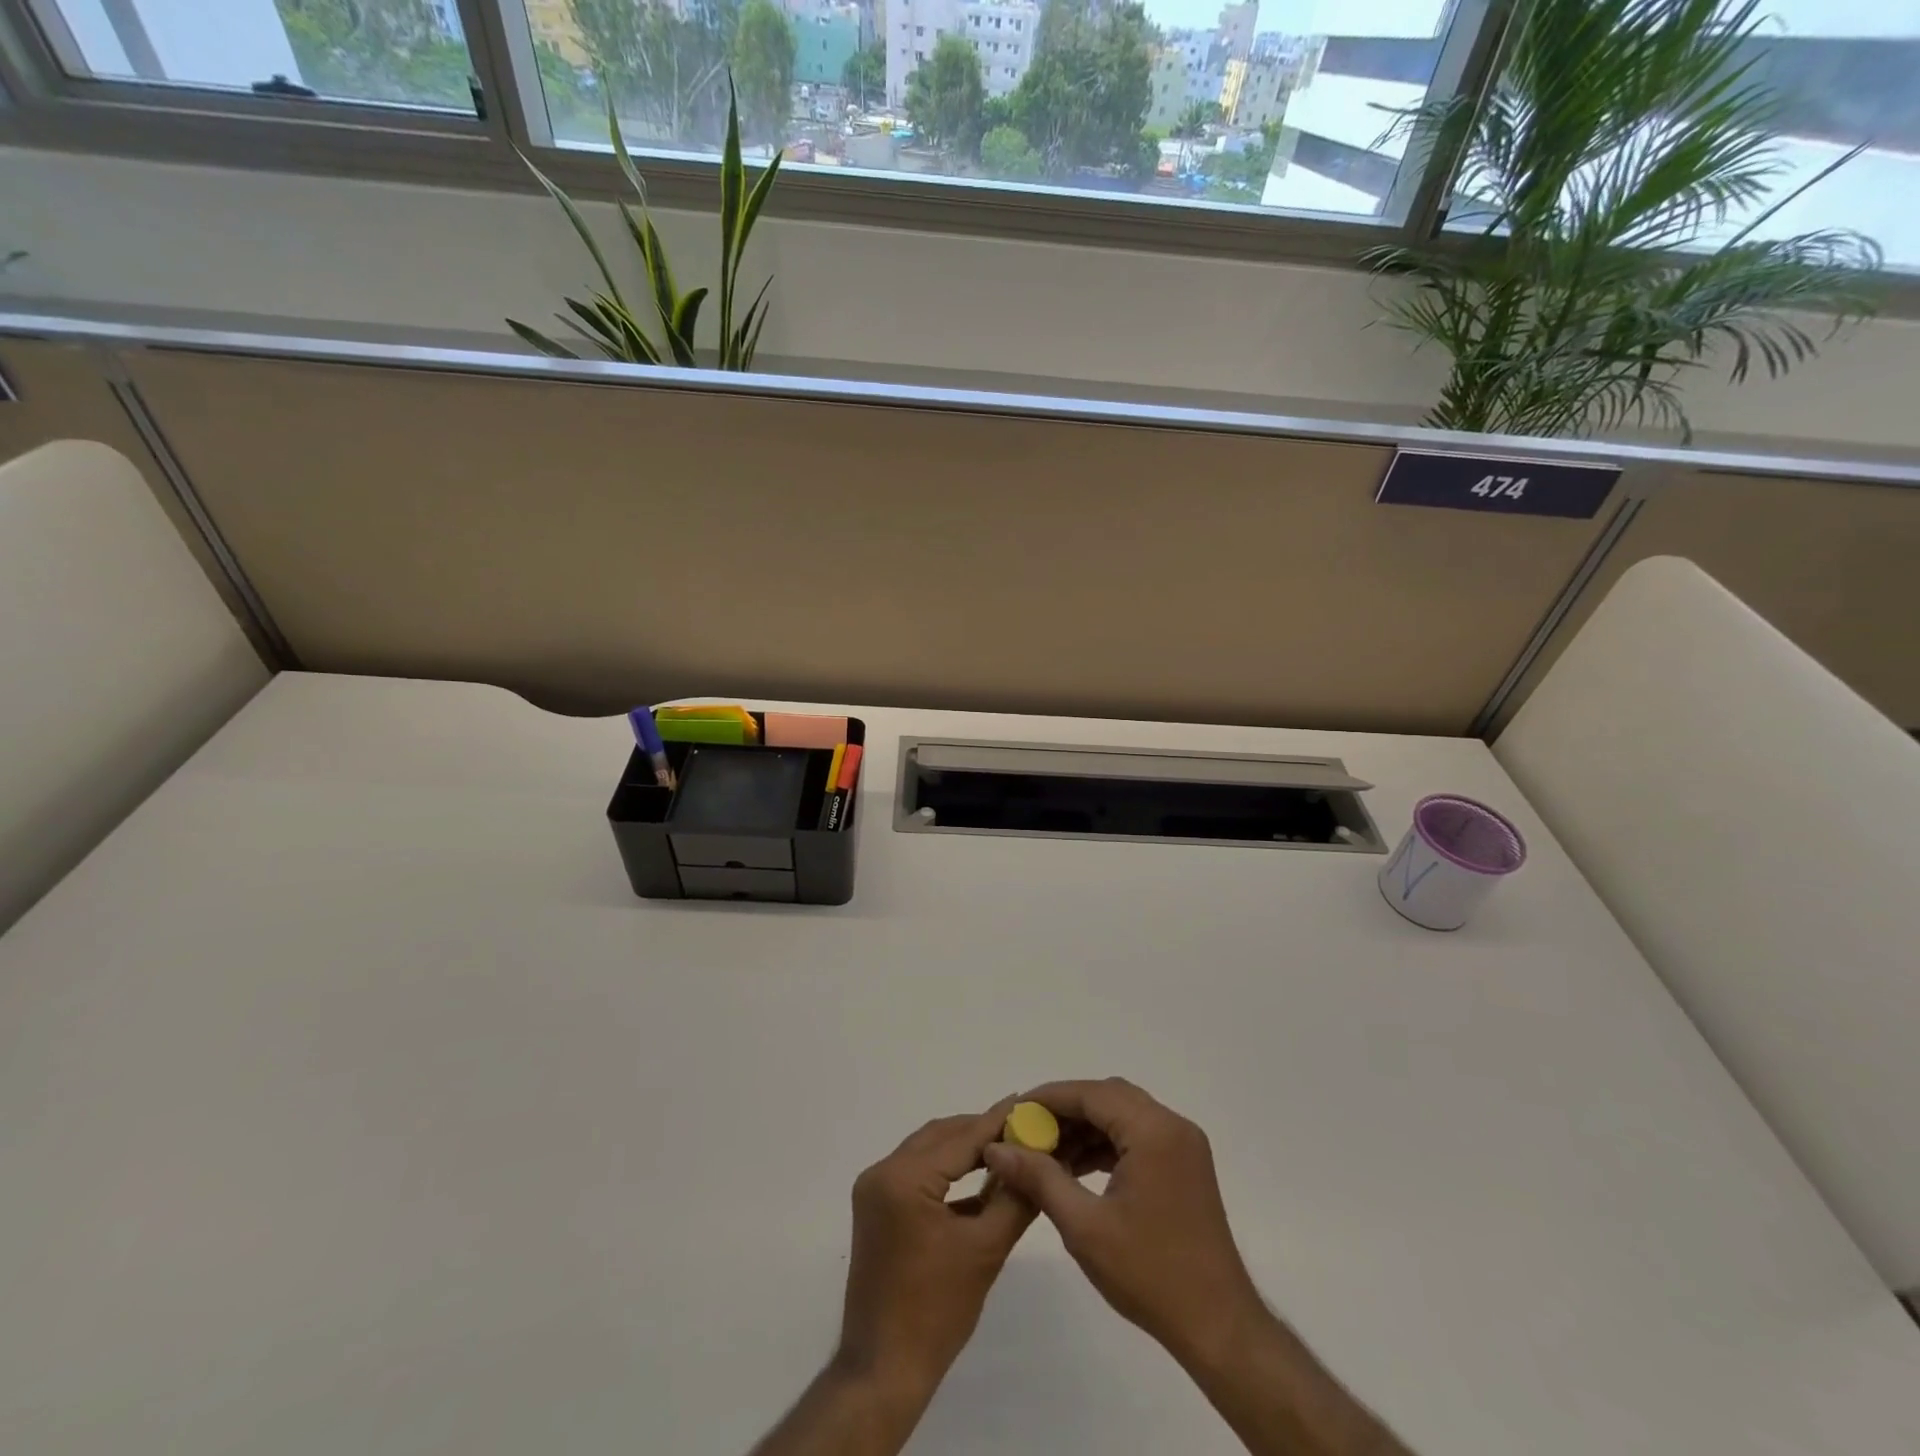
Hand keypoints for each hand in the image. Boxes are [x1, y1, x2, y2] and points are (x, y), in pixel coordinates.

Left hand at [836, 1097, 1037, 1399]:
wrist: (884, 1370)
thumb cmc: (936, 1312)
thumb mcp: (985, 1250)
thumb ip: (1014, 1198)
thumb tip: (1039, 1161)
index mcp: (903, 1178)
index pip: (960, 1138)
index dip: (997, 1121)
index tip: (1027, 1102)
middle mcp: (882, 1172)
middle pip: (941, 1137)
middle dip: (981, 1131)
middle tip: (1022, 1127)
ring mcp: (874, 1189)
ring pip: (928, 1151)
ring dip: (964, 1149)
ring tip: (1006, 1147)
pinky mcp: (876, 1207)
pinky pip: (917, 1173)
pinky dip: (947, 1172)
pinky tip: (980, 1177)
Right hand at [981, 1078, 1263, 1368]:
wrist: (1218, 1327)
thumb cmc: (1150, 1275)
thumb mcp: (1084, 1226)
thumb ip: (1039, 1178)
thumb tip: (996, 1147)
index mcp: (1153, 1131)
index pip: (1091, 1093)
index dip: (1048, 1098)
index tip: (1013, 1112)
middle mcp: (1171, 1125)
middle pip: (1107, 1097)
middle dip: (1065, 1110)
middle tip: (1027, 1132)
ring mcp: (1182, 1144)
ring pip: (1122, 1114)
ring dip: (1085, 1127)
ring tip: (1045, 1152)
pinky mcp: (1184, 1164)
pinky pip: (1137, 1135)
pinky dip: (1106, 1143)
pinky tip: (1076, 1166)